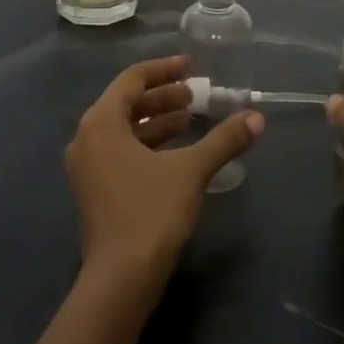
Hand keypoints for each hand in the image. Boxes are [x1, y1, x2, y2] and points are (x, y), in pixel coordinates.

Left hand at [65, 54, 264, 292]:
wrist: (121, 277)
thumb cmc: (151, 212)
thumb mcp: (191, 170)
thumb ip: (224, 140)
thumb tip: (256, 118)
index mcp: (101, 123)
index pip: (132, 80)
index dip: (163, 70)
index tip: (191, 66)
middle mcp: (87, 138)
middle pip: (126, 103)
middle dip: (162, 97)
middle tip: (196, 94)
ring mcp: (88, 167)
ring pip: (124, 130)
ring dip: (157, 121)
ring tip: (192, 118)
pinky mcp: (96, 189)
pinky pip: (122, 151)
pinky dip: (148, 144)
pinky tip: (178, 151)